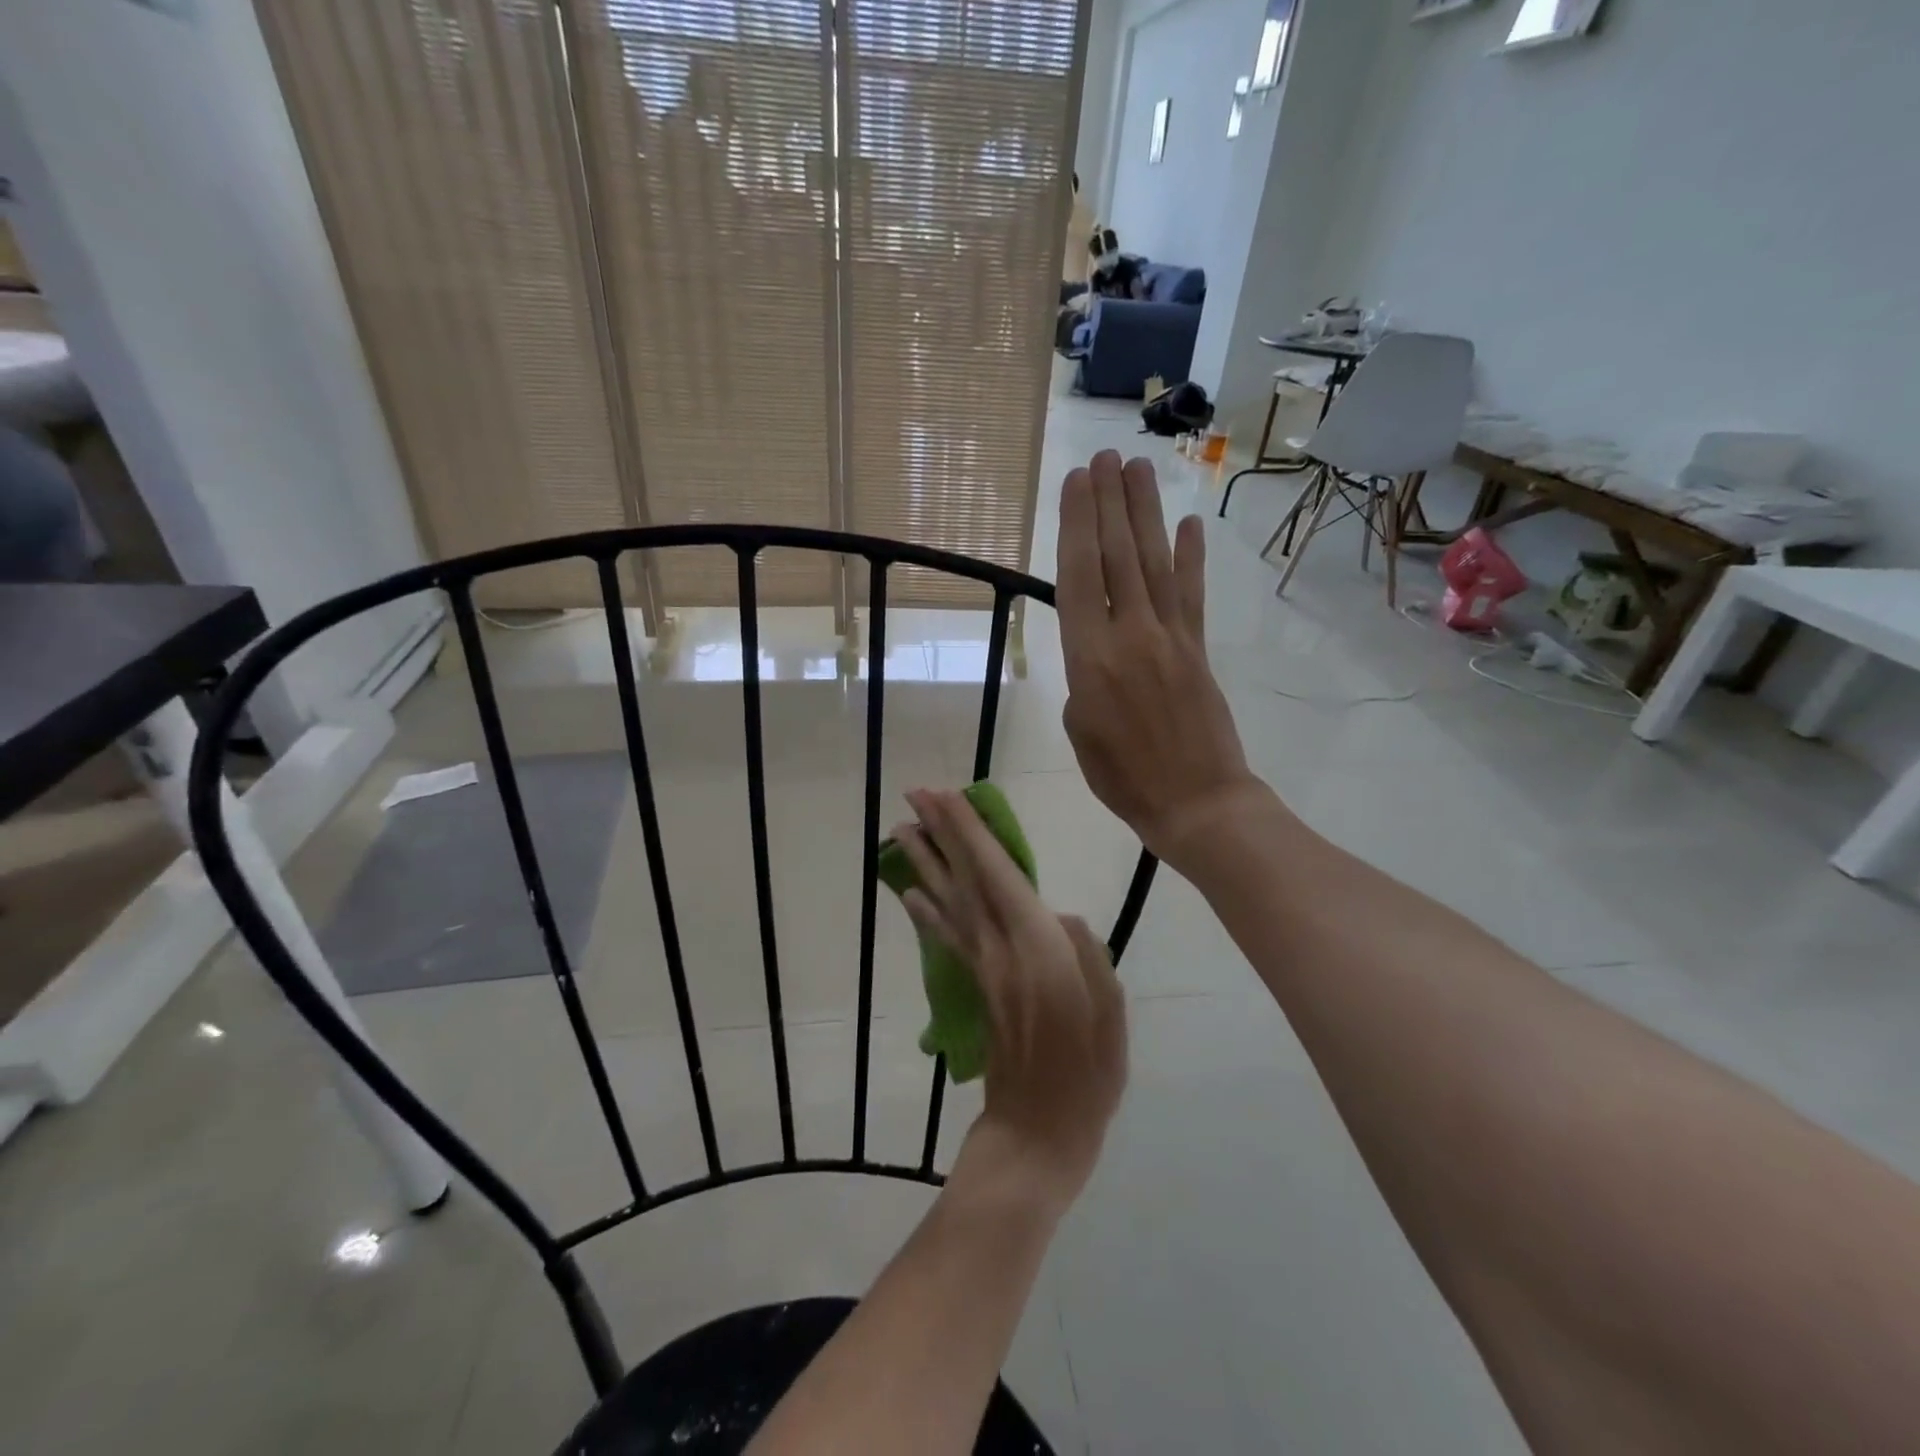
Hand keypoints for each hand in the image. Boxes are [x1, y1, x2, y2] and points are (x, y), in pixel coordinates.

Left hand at [893, 788, 1126, 1212]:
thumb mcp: (1109, 1012)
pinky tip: (910, 893)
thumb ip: (1087, 954)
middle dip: (941, 832)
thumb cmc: (1087, 1075)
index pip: (997, 874)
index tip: (949, 797)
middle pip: (965, 878)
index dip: (972, 833)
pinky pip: (946, 936)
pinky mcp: (974, 985)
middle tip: (916, 794)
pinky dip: (926, 910)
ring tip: (902, 829)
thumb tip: (1063, 917)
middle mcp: (999, 948)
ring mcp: (982, 966)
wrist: (1037, 1133)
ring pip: (948, 900)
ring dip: (925, 862)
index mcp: (1037, 947)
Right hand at [1056, 450, 1267, 870]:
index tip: (1076, 481)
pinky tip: (1189, 525)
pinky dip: (1191, 558)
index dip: (1077, 524)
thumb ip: (1082, 678)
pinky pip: (1192, 595)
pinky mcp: (1198, 649)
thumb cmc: (1123, 777)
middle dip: (1110, 502)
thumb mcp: (1079, 731)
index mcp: (1090, 659)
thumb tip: (1096, 648)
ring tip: (1137, 469)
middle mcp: (1130, 635)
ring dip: (1145, 513)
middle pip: (1118, 556)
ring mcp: (1170, 638)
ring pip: (1154, 564)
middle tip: (1105, 456)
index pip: (1080, 576)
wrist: (1196, 802)